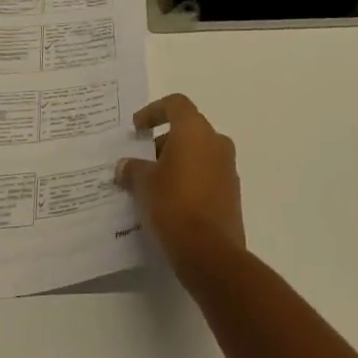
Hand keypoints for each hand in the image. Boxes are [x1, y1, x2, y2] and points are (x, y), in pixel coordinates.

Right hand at [116, 94, 245, 281]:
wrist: (211, 254)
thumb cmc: (174, 205)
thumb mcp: (145, 185)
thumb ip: (133, 169)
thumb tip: (125, 166)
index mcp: (195, 130)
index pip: (175, 104)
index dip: (153, 111)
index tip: (137, 129)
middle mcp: (216, 141)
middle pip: (187, 128)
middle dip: (162, 142)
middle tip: (141, 162)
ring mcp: (227, 167)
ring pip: (198, 152)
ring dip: (176, 161)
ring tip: (153, 184)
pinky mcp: (232, 192)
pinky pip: (207, 173)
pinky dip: (189, 178)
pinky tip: (171, 201)